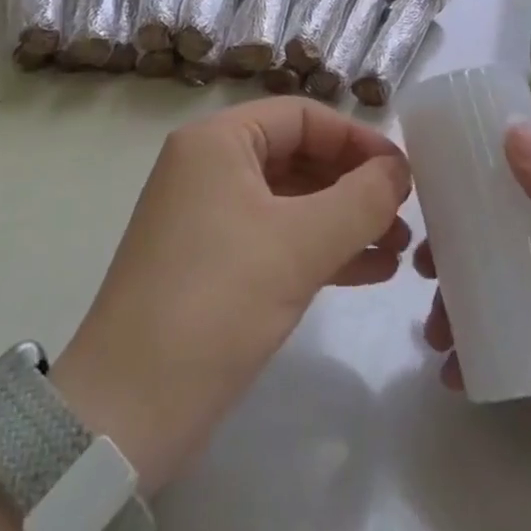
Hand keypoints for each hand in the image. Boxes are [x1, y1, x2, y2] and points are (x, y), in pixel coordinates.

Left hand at [53, 98, 410, 494]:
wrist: (126, 413)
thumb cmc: (216, 303)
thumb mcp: (300, 244)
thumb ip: (361, 198)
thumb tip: (399, 169)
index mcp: (218, 142)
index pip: (303, 117)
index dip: (358, 140)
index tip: (404, 173)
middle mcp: (208, 167)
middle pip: (298, 155)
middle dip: (354, 185)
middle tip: (404, 214)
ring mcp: (206, 217)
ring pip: (291, 200)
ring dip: (344, 220)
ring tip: (398, 248)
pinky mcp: (210, 263)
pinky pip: (275, 237)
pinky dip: (319, 248)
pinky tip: (369, 270)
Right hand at [418, 125, 530, 530]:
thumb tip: (507, 129)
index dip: (482, 173)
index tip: (430, 187)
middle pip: (513, 237)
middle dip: (462, 246)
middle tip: (419, 264)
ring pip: (511, 296)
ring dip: (467, 304)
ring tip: (431, 331)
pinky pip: (522, 354)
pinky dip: (485, 357)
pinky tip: (454, 374)